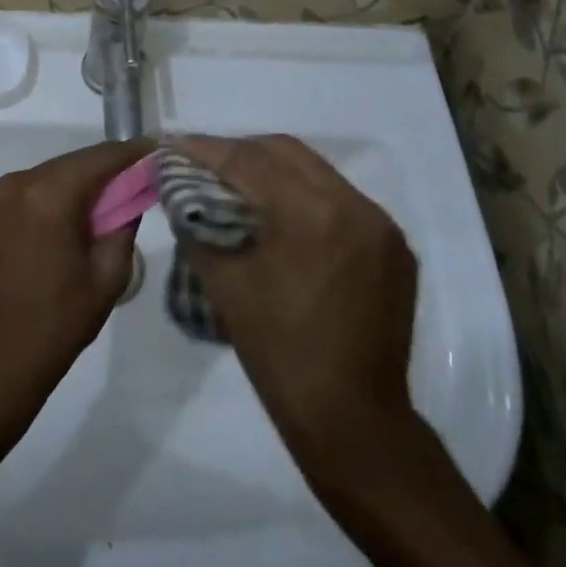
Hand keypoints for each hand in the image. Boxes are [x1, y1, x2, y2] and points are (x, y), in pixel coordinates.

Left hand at [0, 139, 150, 435]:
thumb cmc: (58, 322)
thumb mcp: (108, 274)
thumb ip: (124, 223)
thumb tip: (133, 192)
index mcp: (48, 195)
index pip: (99, 158)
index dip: (131, 152)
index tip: (157, 150)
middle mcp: (16, 183)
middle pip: (72, 163)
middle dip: (105, 169)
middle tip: (137, 178)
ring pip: (49, 175)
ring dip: (77, 183)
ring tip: (105, 201)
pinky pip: (27, 190)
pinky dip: (51, 195)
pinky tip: (68, 217)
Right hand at [173, 135, 422, 485]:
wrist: (353, 422)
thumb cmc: (280, 353)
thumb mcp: (224, 284)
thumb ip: (197, 227)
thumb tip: (179, 193)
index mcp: (313, 213)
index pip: (248, 160)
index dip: (205, 149)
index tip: (172, 144)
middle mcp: (354, 205)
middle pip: (285, 151)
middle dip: (239, 151)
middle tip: (202, 163)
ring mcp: (380, 225)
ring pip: (315, 171)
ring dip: (271, 170)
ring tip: (234, 184)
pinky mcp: (393, 247)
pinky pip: (339, 200)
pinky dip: (303, 195)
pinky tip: (278, 215)